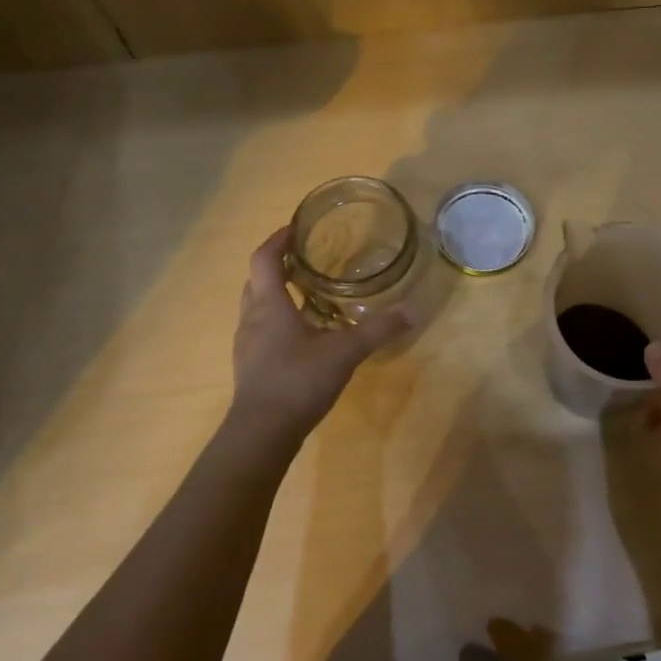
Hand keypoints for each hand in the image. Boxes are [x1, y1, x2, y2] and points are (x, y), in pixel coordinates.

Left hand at [231, 227, 409, 435]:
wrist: (262, 432)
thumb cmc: (298, 380)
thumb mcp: (345, 352)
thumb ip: (378, 330)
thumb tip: (412, 310)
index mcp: (270, 305)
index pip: (263, 258)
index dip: (277, 239)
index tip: (296, 228)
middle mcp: (252, 318)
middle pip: (257, 280)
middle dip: (277, 265)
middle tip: (305, 260)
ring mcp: (247, 344)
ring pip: (257, 306)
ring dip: (276, 294)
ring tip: (307, 293)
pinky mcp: (250, 366)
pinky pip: (261, 330)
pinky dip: (278, 320)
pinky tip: (303, 335)